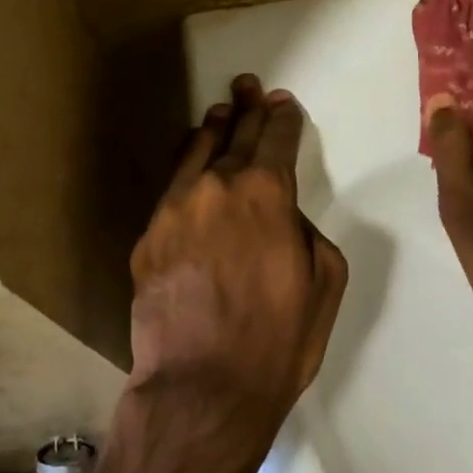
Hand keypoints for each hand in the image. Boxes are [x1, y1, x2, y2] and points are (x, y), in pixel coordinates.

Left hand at [129, 75, 347, 444]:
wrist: (203, 387)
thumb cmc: (278, 339)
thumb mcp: (324, 281)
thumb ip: (306, 231)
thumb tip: (282, 217)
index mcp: (266, 193)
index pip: (276, 139)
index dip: (282, 118)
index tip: (282, 104)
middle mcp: (216, 187)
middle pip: (235, 136)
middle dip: (247, 109)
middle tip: (248, 85)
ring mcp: (175, 209)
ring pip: (195, 153)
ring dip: (212, 130)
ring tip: (219, 113)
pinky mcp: (148, 236)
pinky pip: (171, 188)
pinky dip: (185, 168)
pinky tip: (189, 163)